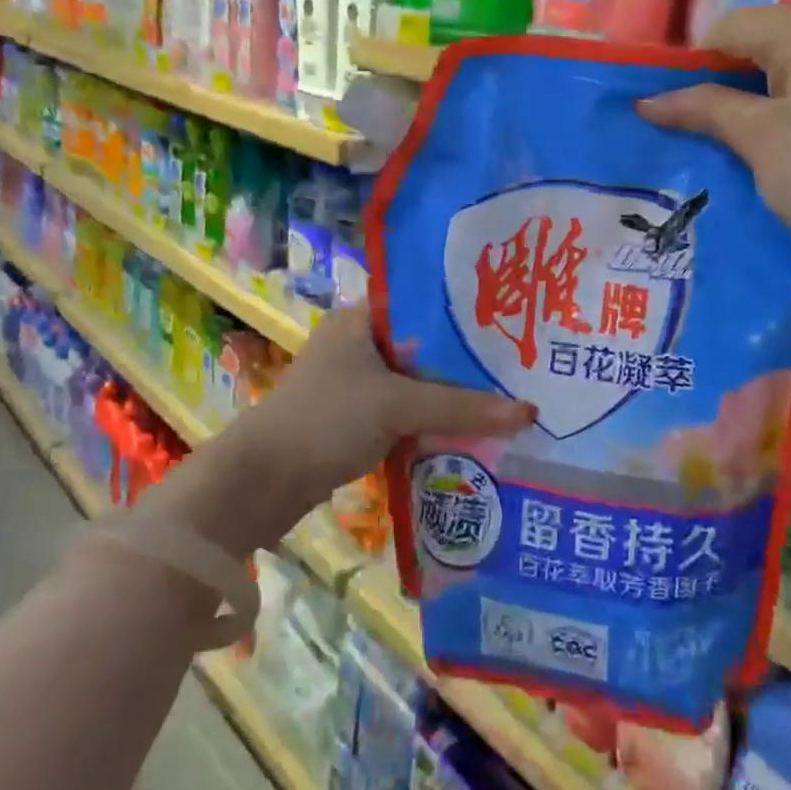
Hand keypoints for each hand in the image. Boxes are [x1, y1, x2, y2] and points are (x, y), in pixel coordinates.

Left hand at [251, 309, 535, 505]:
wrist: (260, 484)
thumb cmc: (325, 420)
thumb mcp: (396, 405)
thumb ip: (461, 406)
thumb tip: (530, 412)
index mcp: (359, 320)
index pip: (423, 305)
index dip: (466, 315)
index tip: (510, 325)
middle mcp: (357, 344)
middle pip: (425, 349)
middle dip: (466, 363)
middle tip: (518, 367)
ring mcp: (355, 384)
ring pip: (417, 384)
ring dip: (451, 396)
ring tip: (505, 398)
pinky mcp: (355, 420)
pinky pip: (405, 413)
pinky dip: (432, 421)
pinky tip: (470, 430)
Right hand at [638, 3, 790, 282]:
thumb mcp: (758, 140)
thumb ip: (702, 108)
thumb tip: (646, 100)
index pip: (729, 29)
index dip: (693, 67)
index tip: (676, 111)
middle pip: (766, 40)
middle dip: (731, 82)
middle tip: (708, 131)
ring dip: (766, 94)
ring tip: (750, 141)